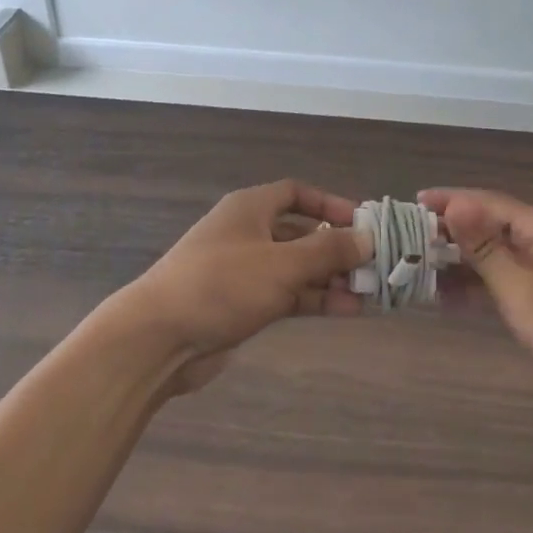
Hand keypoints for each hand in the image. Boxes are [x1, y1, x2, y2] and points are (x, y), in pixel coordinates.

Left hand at [115, 180, 366, 392]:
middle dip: (337, 248)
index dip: (330, 204)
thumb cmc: (222, 284)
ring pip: (297, 267)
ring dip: (330, 278)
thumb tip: (367, 238)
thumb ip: (328, 250)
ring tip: (370, 291)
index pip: (297, 193)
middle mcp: (248, 233)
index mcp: (251, 208)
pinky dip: (314, 299)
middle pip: (301, 232)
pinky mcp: (242, 304)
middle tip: (375, 264)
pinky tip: (347, 310)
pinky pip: (287, 294)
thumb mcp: (282, 263)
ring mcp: (244, 270)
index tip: (362, 222)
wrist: (158, 338)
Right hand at [421, 187, 532, 406]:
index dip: (451, 200)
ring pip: (496, 256)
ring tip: (421, 266)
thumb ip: (484, 247)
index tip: (415, 202)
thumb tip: (455, 204)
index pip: (488, 202)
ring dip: (461, 261)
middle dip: (452, 231)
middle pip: (490, 226)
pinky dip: (479, 286)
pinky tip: (448, 297)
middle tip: (411, 238)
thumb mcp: (520, 287)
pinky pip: (505, 281)